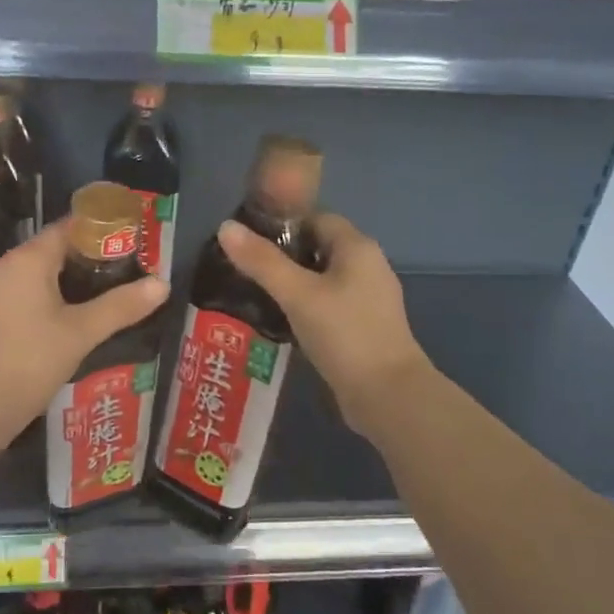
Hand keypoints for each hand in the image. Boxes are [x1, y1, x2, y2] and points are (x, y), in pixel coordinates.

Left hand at [0, 219, 169, 436]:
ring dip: (72, 280)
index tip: (132, 243)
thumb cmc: (30, 361)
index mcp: (27, 260)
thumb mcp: (82, 332)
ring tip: (109, 294)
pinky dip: (52, 297)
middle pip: (54, 249)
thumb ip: (121, 306)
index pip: (69, 228)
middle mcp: (6, 266)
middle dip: (91, 258)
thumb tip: (163, 284)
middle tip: (128, 272)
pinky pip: (27, 293)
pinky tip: (75, 318)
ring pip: (40, 273)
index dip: (101, 232)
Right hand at [217, 212, 431, 438]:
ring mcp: (369, 297)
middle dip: (283, 255)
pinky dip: (306, 306)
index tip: (248, 241)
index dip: (281, 224)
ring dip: (292, 283)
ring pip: (323, 277)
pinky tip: (281, 321)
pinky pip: (329, 303)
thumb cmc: (344, 334)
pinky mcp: (364, 325)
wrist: (388, 395)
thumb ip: (262, 261)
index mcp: (357, 247)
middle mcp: (368, 265)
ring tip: (255, 294)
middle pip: (318, 247)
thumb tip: (225, 226)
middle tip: (245, 269)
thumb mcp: (297, 294)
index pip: (315, 218)